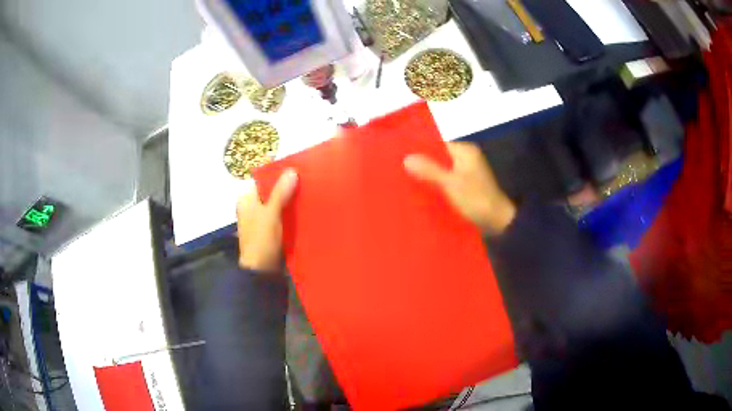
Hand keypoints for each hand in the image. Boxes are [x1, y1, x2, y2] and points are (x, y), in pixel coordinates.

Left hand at [236, 169, 297, 271]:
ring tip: (309, 194)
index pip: (262, 181)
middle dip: (287, 189)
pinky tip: (304, 211)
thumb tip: (292, 170)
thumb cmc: (262, 240)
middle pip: (271, 193)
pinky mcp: (269, 232)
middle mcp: (251, 208)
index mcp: (246, 201)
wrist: (262, 271)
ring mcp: (260, 221)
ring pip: (277, 205)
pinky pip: (281, 217)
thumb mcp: (271, 214)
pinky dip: (290, 215)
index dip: (278, 176)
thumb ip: (280, 193)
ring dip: (290, 202)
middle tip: (307, 182)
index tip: (297, 171)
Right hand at [404, 142, 515, 235]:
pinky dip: (436, 185)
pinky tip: (422, 192)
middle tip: (399, 169)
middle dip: (422, 164)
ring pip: (442, 171)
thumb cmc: (476, 199)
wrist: (498, 222)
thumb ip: (430, 170)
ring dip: (428, 176)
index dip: (420, 148)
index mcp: (465, 152)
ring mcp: (467, 174)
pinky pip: (447, 182)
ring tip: (405, 180)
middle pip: (439, 157)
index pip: (438, 144)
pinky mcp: (466, 187)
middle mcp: (466, 159)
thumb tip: (407, 158)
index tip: (400, 154)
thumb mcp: (451, 183)